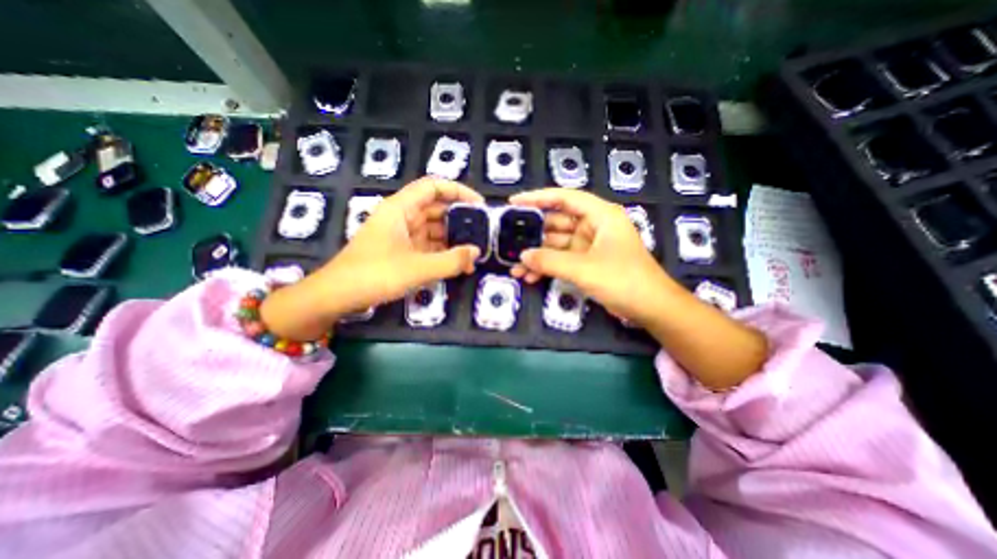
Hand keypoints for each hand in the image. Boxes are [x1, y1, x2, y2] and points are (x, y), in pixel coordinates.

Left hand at [260, 178, 481, 339]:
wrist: (336, 296)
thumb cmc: (375, 275)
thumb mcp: (418, 268)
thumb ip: (451, 260)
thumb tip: (476, 252)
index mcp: (401, 209)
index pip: (433, 187)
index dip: (458, 191)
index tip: (479, 205)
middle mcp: (402, 217)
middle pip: (436, 209)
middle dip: (460, 220)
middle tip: (482, 233)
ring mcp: (401, 235)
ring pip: (433, 230)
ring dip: (453, 240)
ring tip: (473, 254)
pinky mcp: (401, 251)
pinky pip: (427, 246)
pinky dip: (442, 253)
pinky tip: (458, 265)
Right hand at [509, 189, 764, 389]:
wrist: (651, 309)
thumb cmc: (623, 280)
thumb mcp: (584, 269)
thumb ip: (550, 260)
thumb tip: (522, 256)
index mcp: (600, 215)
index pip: (564, 198)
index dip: (537, 198)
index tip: (514, 202)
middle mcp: (593, 226)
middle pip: (556, 223)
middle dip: (533, 235)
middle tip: (507, 242)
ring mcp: (589, 246)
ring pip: (556, 245)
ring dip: (537, 256)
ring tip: (514, 267)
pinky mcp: (587, 263)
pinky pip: (561, 260)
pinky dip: (547, 267)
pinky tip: (529, 277)